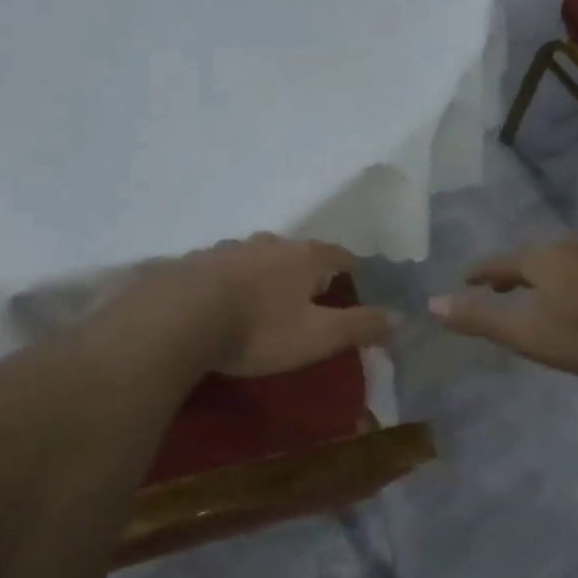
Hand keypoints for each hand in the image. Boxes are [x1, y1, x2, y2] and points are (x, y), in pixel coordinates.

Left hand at [166, 233, 397, 376]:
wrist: (178, 318)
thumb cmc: (259, 328)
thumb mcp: (319, 336)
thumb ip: (361, 325)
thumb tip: (400, 317)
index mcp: (306, 256)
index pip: (342, 257)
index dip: (353, 275)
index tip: (354, 296)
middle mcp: (271, 242)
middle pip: (301, 255)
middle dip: (309, 276)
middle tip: (310, 307)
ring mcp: (231, 247)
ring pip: (262, 259)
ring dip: (270, 278)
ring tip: (266, 309)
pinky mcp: (198, 261)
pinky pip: (228, 269)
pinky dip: (235, 284)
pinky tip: (225, 307)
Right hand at [427, 240, 577, 375]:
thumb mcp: (527, 332)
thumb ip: (480, 319)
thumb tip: (431, 303)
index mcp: (540, 260)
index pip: (500, 262)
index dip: (481, 272)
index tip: (465, 278)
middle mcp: (567, 250)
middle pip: (530, 259)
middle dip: (511, 273)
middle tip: (496, 286)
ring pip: (559, 263)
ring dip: (541, 276)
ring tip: (533, 291)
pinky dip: (567, 281)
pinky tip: (577, 297)